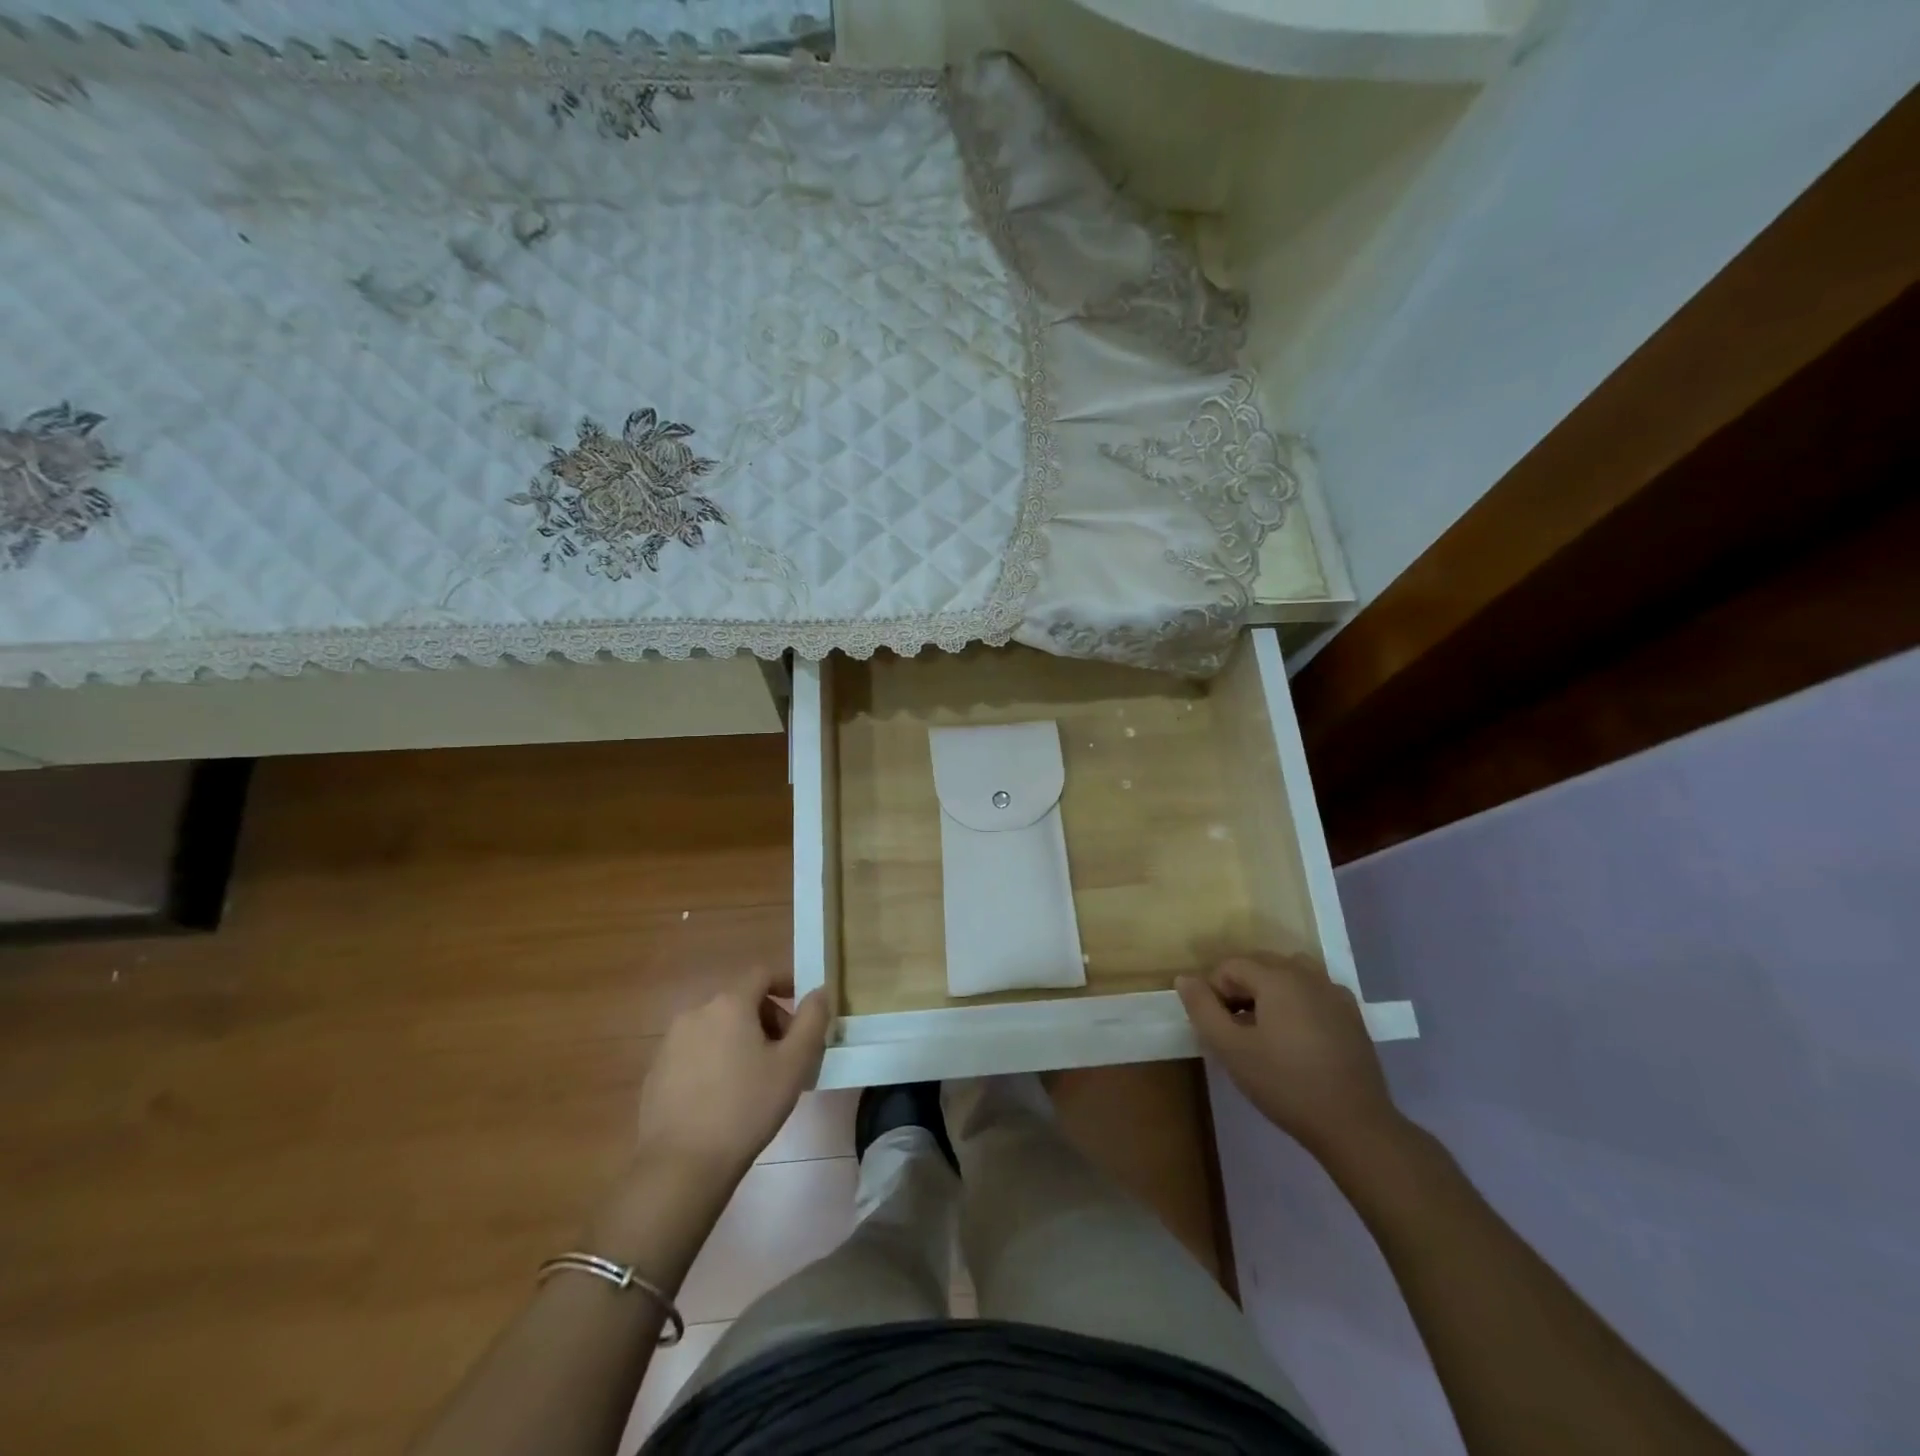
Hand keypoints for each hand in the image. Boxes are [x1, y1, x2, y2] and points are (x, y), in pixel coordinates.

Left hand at [633, 970, 828, 1185]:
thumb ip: (812, 1020)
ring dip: (740, 1040)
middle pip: (739, 1001)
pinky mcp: (656, 1073)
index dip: (787, 983)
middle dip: (767, 1018)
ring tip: (756, 1078)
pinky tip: (723, 1097)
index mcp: (729, 1004)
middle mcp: (695, 1013)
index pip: (762, 974)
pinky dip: (714, 1061)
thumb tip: (820, 991)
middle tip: (786, 1053)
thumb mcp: (794, 1064)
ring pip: (716, 1028)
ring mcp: (670, 1043)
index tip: (804, 1008)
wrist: (681, 1166)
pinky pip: (694, 1053)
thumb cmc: (746, 1108)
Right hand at [1178, 954, 1403, 1159]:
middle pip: (1260, 965)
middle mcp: (1307, 974)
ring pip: (1289, 974)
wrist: (1355, 1125)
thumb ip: (1202, 1008)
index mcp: (1277, 977)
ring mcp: (1334, 993)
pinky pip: (1314, 991)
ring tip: (1265, 1029)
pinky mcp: (1352, 1015)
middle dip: (1241, 989)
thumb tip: (1183, 978)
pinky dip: (1297, 1001)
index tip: (1217, 1027)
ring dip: (1269, 992)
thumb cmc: (1285, 1084)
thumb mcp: (1231, 1049)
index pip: (1230, 966)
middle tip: (1236, 1030)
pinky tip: (1297, 1037)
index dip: (1214, 992)